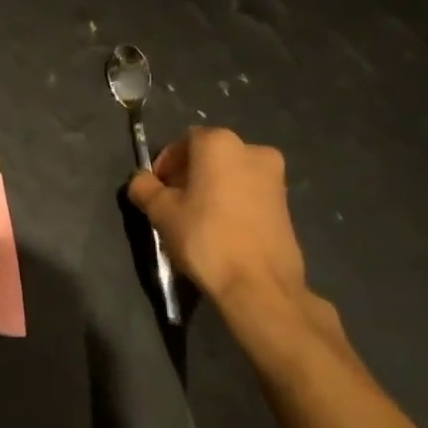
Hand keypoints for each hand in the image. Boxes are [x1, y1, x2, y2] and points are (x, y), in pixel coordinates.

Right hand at [128, 128, 338, 349]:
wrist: (259, 285)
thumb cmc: (205, 237)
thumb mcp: (160, 211)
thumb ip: (143, 187)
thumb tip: (141, 181)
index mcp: (220, 143)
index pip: (182, 142)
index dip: (164, 165)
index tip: (155, 192)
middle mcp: (252, 150)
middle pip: (208, 156)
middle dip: (187, 176)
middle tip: (172, 206)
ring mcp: (275, 177)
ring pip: (229, 175)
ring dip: (210, 189)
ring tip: (195, 221)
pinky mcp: (286, 203)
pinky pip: (248, 193)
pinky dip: (231, 203)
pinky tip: (220, 231)